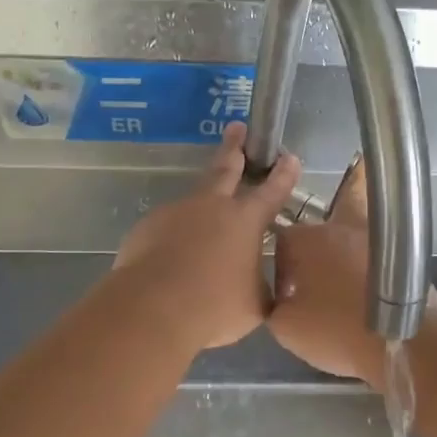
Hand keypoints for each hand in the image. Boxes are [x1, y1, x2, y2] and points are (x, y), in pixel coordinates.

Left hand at [111, 122, 302, 352]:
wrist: (153, 308)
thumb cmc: (215, 306)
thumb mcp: (254, 304)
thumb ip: (262, 287)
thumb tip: (264, 284)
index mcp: (245, 220)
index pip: (272, 191)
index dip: (283, 174)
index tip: (289, 157)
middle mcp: (212, 207)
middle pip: (225, 169)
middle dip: (234, 147)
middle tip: (237, 128)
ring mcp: (176, 212)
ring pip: (194, 200)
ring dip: (202, 204)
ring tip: (204, 223)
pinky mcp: (148, 227)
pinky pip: (168, 227)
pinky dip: (176, 235)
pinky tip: (175, 256)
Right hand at [270, 160, 436, 388]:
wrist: (400, 342)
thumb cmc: (336, 330)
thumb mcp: (286, 328)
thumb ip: (275, 305)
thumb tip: (285, 299)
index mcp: (307, 240)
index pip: (282, 243)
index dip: (281, 272)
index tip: (288, 298)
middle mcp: (341, 228)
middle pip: (319, 233)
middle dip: (314, 258)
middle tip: (315, 289)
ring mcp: (376, 239)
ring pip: (353, 238)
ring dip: (345, 258)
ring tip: (343, 291)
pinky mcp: (404, 255)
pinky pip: (380, 257)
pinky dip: (373, 271)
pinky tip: (370, 297)